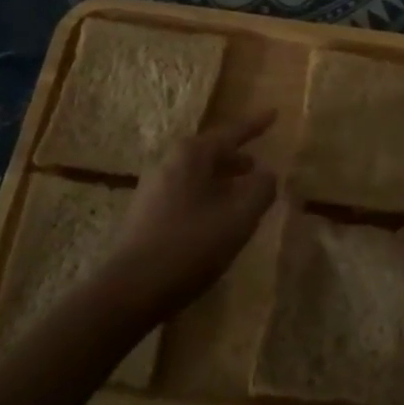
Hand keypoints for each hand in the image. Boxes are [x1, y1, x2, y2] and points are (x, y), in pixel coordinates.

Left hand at [102, 110, 277, 319]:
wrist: (129, 290)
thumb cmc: (190, 246)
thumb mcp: (238, 218)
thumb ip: (260, 190)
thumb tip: (267, 174)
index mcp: (192, 154)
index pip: (231, 132)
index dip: (255, 125)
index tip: (274, 113)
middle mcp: (170, 161)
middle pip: (211, 151)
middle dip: (235, 157)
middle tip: (257, 164)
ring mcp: (153, 187)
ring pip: (197, 173)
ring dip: (221, 179)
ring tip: (240, 193)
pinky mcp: (145, 213)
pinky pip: (185, 192)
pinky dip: (205, 195)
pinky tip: (215, 218)